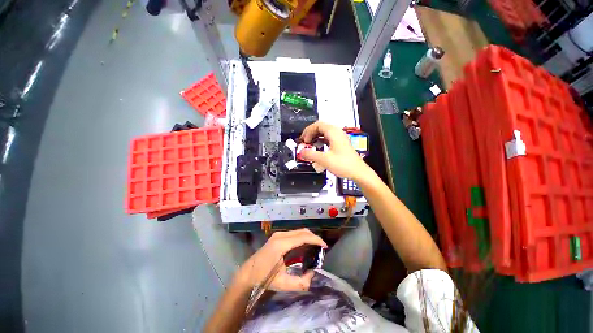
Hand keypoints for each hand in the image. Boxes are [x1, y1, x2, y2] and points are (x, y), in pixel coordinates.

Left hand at [237, 229, 327, 291]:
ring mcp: (278, 234)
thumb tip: (313, 274)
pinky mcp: (277, 236)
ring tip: (315, 247)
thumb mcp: (283, 284)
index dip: (315, 240)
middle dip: (313, 237)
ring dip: (308, 237)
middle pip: (302, 231)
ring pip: (298, 231)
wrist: (248, 273)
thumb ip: (300, 283)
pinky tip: (305, 246)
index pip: (303, 237)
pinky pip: (293, 233)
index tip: (325, 247)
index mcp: (281, 244)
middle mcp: (280, 235)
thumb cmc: (263, 278)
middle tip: (322, 248)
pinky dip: (302, 237)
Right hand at [299, 121, 372, 180]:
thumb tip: (301, 152)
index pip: (317, 125)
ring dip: (315, 138)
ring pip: (324, 133)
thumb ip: (311, 155)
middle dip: (310, 134)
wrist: (358, 172)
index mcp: (334, 133)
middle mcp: (337, 133)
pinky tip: (318, 148)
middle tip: (304, 142)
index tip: (304, 140)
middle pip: (320, 127)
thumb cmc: (345, 165)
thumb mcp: (325, 160)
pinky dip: (320, 142)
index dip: (308, 132)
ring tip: (309, 145)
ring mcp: (339, 138)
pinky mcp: (340, 144)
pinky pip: (327, 139)